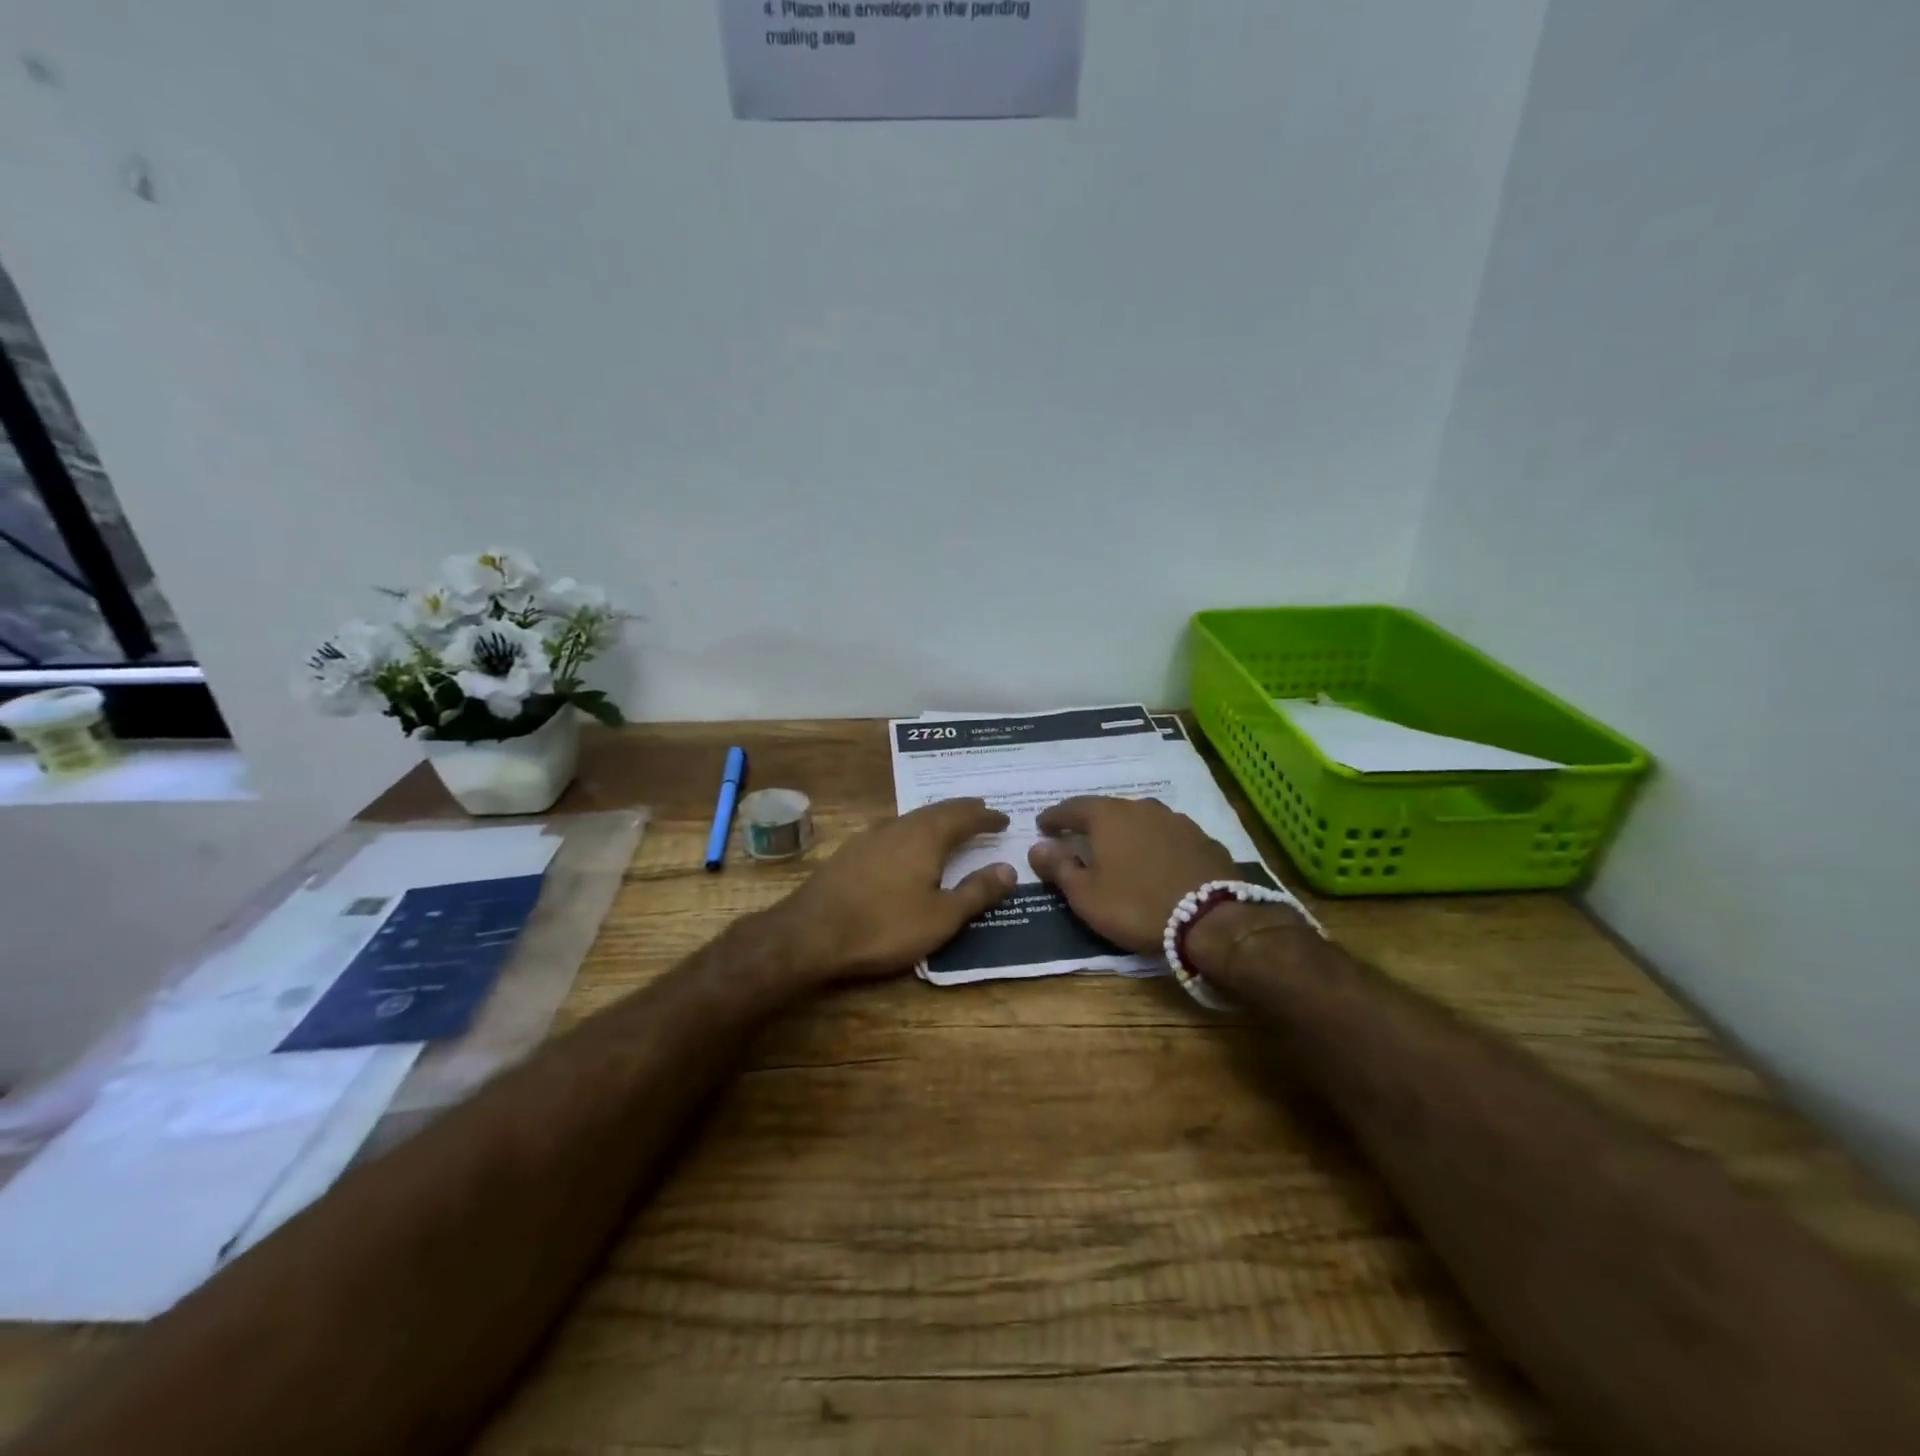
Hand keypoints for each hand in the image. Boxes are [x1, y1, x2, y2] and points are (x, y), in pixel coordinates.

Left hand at [772, 798, 1017, 984]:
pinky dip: (913, 831)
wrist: (811, 933)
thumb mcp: (941, 917)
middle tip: (980, 812)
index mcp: (926, 837)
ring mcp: (871, 837)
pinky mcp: (851, 852)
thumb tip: (1009, 868)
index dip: (986, 817)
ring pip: (912, 818)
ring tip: (950, 826)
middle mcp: (899, 827)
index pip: (964, 816)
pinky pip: (893, 830)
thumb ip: (976, 892)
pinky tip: (907, 844)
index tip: (1004, 818)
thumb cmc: (884, 926)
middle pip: (937, 810)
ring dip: (936, 819)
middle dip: (962, 811)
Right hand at [1027, 796, 1236, 956]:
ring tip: (1118, 850)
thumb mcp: (1086, 895)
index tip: (1042, 827)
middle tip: (1079, 838)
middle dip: (1091, 823)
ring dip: (1126, 832)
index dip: (1054, 818)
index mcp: (1109, 816)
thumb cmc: (1136, 906)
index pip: (1072, 808)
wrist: (1211, 919)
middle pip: (1108, 810)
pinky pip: (1168, 836)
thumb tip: (1037, 847)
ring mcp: (1176, 821)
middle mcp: (1142, 808)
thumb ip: (1059, 867)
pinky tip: (1155, 861)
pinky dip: (1154, 844)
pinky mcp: (1202, 839)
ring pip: (1141, 820)